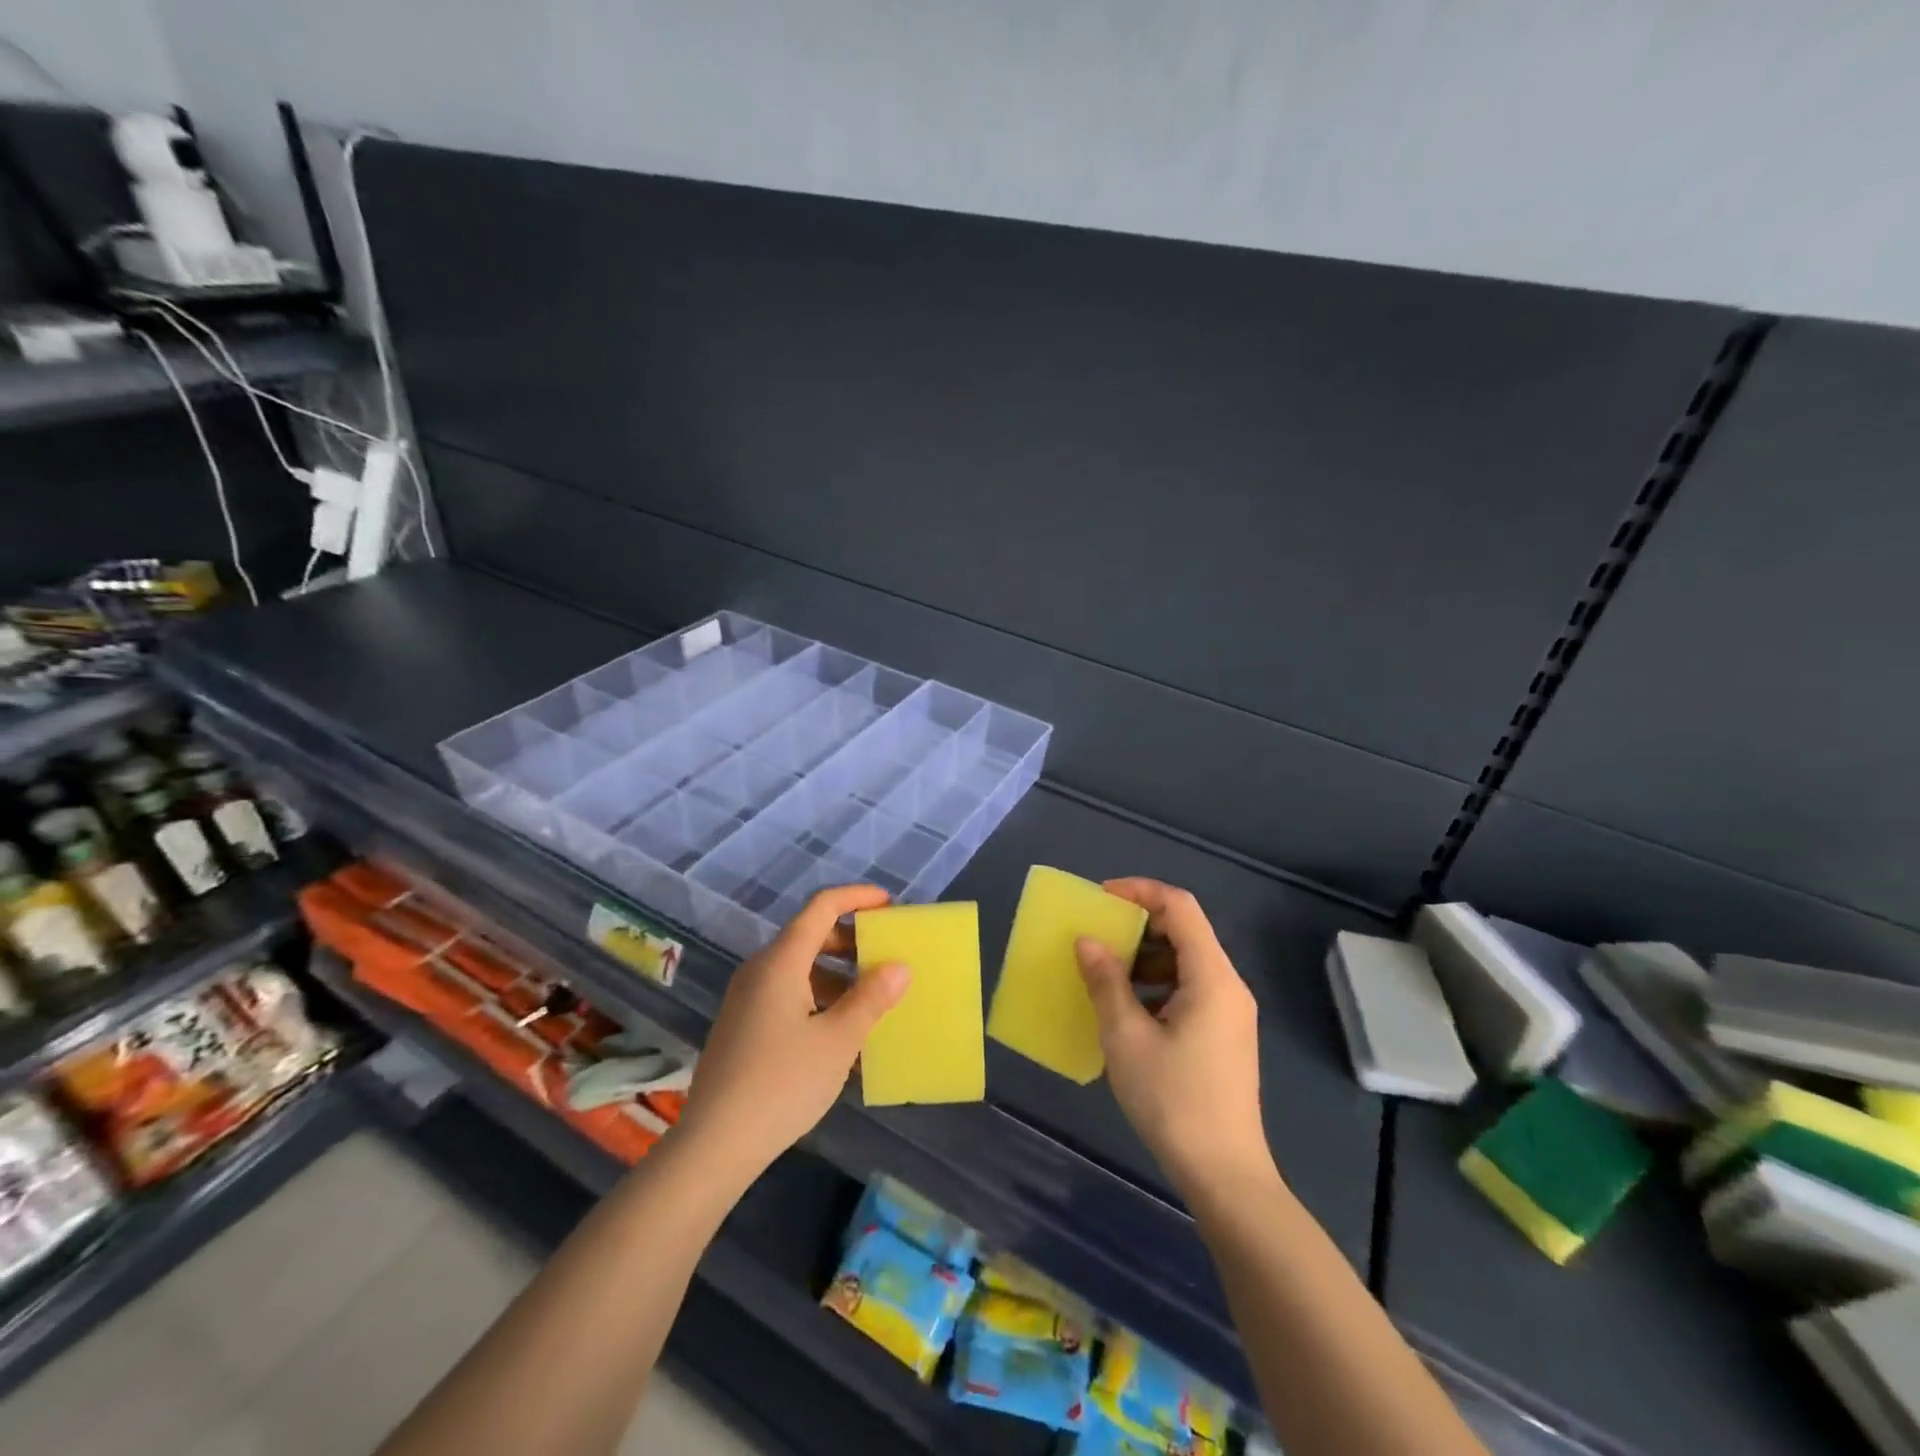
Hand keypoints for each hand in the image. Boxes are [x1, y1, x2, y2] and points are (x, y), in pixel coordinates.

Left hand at [679, 885, 910, 1183]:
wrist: (713, 1145)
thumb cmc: (781, 1084)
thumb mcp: (837, 1041)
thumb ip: (870, 999)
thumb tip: (899, 966)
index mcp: (781, 962)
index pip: (821, 906)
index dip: (857, 897)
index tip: (889, 905)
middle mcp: (760, 970)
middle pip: (810, 935)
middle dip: (851, 940)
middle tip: (887, 956)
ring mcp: (748, 998)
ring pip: (800, 967)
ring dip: (838, 974)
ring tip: (872, 1000)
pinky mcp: (743, 1024)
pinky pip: (788, 993)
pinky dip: (819, 997)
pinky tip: (841, 1032)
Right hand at [1074, 879, 1272, 1199]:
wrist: (1224, 1175)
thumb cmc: (1173, 1101)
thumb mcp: (1126, 1038)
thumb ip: (1106, 982)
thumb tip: (1087, 941)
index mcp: (1212, 977)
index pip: (1180, 907)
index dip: (1140, 891)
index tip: (1100, 898)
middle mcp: (1228, 985)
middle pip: (1185, 931)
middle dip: (1139, 924)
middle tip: (1097, 934)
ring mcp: (1229, 1011)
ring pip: (1186, 961)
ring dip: (1145, 956)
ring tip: (1104, 971)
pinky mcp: (1223, 1034)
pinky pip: (1189, 988)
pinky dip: (1156, 983)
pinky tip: (1126, 1007)